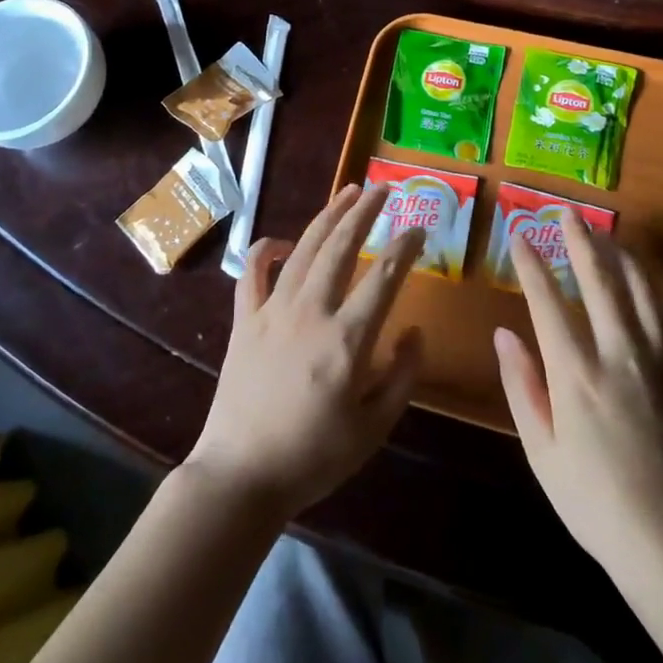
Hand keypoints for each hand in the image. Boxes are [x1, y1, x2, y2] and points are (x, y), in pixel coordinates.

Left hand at [185, 183, 425, 520]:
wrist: (241, 474)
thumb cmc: (314, 456)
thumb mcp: (374, 428)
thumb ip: (402, 376)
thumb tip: (414, 331)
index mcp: (347, 339)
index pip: (385, 277)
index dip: (406, 247)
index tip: (420, 228)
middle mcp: (311, 311)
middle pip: (342, 246)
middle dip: (366, 211)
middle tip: (384, 188)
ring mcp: (273, 310)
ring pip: (305, 248)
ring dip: (328, 216)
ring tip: (348, 192)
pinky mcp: (245, 318)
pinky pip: (254, 271)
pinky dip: (267, 248)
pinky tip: (284, 240)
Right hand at [493, 218, 662, 575]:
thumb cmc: (593, 501)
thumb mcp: (540, 451)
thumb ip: (521, 385)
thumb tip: (503, 333)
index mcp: (577, 374)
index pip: (548, 301)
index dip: (531, 263)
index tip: (519, 234)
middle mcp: (620, 356)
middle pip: (600, 282)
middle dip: (581, 241)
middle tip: (568, 213)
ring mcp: (661, 365)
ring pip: (642, 292)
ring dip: (621, 258)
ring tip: (607, 235)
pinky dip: (654, 295)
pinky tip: (646, 288)